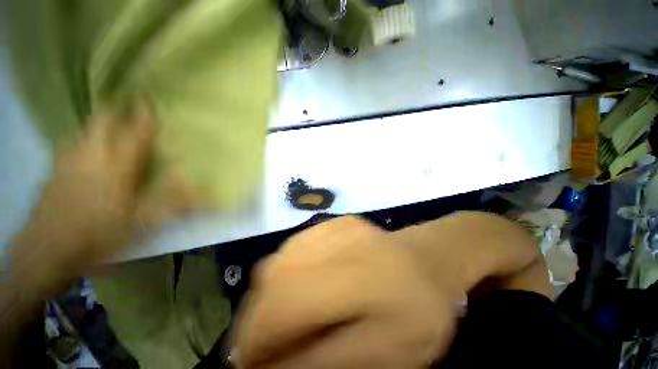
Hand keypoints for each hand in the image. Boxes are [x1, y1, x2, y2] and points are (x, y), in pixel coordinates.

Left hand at [10, 101, 189, 292]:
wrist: (48, 252)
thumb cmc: (99, 235)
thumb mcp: (142, 223)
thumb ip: (172, 201)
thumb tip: (200, 186)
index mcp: (117, 166)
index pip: (134, 132)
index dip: (142, 114)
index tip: (147, 96)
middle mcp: (91, 155)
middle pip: (102, 120)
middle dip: (116, 109)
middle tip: (127, 107)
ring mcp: (69, 160)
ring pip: (85, 129)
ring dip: (100, 124)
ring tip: (111, 127)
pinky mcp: (55, 170)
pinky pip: (72, 143)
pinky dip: (84, 139)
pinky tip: (88, 150)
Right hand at [234, 217, 466, 368]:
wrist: (428, 261)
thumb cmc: (418, 310)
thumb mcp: (386, 354)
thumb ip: (326, 361)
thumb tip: (272, 366)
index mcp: (360, 275)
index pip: (290, 303)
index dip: (258, 336)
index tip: (249, 362)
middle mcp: (343, 240)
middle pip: (277, 275)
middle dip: (257, 315)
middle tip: (259, 343)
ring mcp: (338, 225)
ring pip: (282, 257)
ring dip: (268, 292)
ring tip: (275, 318)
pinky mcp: (336, 222)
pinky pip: (296, 245)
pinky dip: (283, 270)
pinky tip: (294, 286)